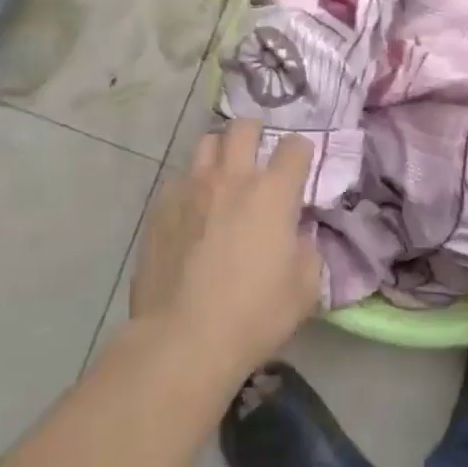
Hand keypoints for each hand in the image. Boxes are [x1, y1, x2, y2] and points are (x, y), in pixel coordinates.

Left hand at [128, 118, 322, 374]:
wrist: (182, 339)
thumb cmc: (253, 315)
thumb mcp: (304, 289)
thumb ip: (307, 250)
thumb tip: (297, 235)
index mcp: (273, 193)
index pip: (295, 147)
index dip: (302, 154)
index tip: (301, 169)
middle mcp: (231, 178)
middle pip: (244, 127)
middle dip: (257, 133)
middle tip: (260, 155)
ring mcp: (190, 189)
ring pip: (206, 144)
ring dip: (221, 152)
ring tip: (224, 175)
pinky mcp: (160, 208)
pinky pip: (179, 179)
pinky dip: (192, 185)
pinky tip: (194, 210)